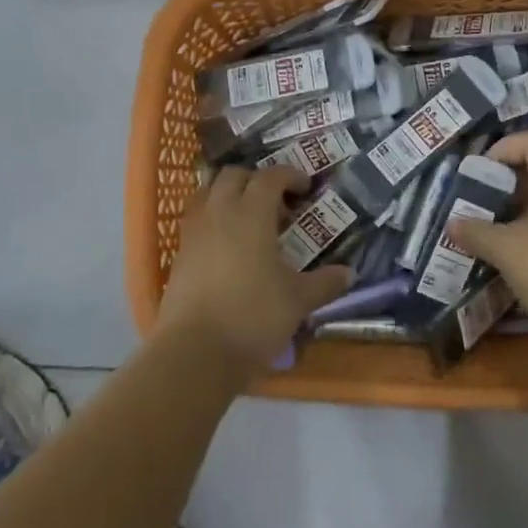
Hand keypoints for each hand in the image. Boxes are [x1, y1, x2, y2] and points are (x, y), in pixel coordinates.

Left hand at [157, 165, 350, 375]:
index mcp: (251, 214)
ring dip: (230, 197)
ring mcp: (194, 233)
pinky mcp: (179, 255)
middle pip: (233, 176)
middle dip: (256, 181)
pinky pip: (197, 221)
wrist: (195, 352)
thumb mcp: (298, 301)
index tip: (305, 188)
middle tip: (277, 205)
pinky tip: (229, 250)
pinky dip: (214, 221)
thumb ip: (324, 283)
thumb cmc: (253, 316)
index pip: (270, 176)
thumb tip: (349, 273)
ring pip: (209, 194)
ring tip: (249, 223)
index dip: (289, 175)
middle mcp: (219, 213)